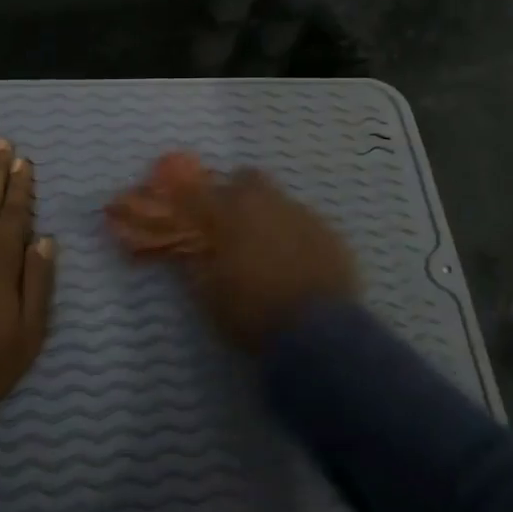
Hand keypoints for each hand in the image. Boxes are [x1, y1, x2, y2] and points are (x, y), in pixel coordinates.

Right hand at [107, 159, 357, 352]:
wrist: (319, 332)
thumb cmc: (253, 313)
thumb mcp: (209, 295)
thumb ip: (195, 264)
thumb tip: (188, 248)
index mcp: (229, 214)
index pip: (197, 191)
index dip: (186, 196)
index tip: (182, 205)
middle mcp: (266, 203)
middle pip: (246, 179)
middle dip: (235, 194)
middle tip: (229, 222)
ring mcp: (302, 214)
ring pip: (278, 199)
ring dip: (267, 214)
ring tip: (265, 246)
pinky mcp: (330, 232)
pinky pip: (305, 222)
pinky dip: (294, 233)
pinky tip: (296, 259)